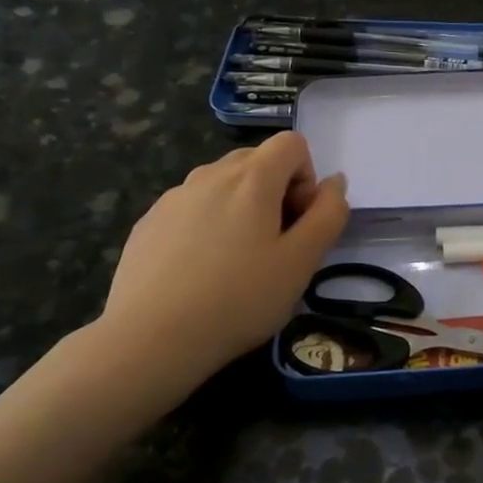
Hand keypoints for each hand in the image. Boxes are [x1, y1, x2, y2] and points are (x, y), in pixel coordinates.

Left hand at [98, 132, 348, 394]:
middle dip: (275, 191)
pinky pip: (192, 207)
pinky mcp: (149, 223)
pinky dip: (207, 225)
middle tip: (274, 245)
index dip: (306, 178)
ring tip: (236, 262)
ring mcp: (174, 197)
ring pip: (222, 184)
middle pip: (256, 160)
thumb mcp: (302, 261)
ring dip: (241, 207)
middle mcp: (210, 174)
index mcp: (252, 178)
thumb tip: (334, 183)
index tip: (298, 222)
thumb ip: (329, 214)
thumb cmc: (240, 298)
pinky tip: (200, 272)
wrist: (151, 338)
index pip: (292, 144)